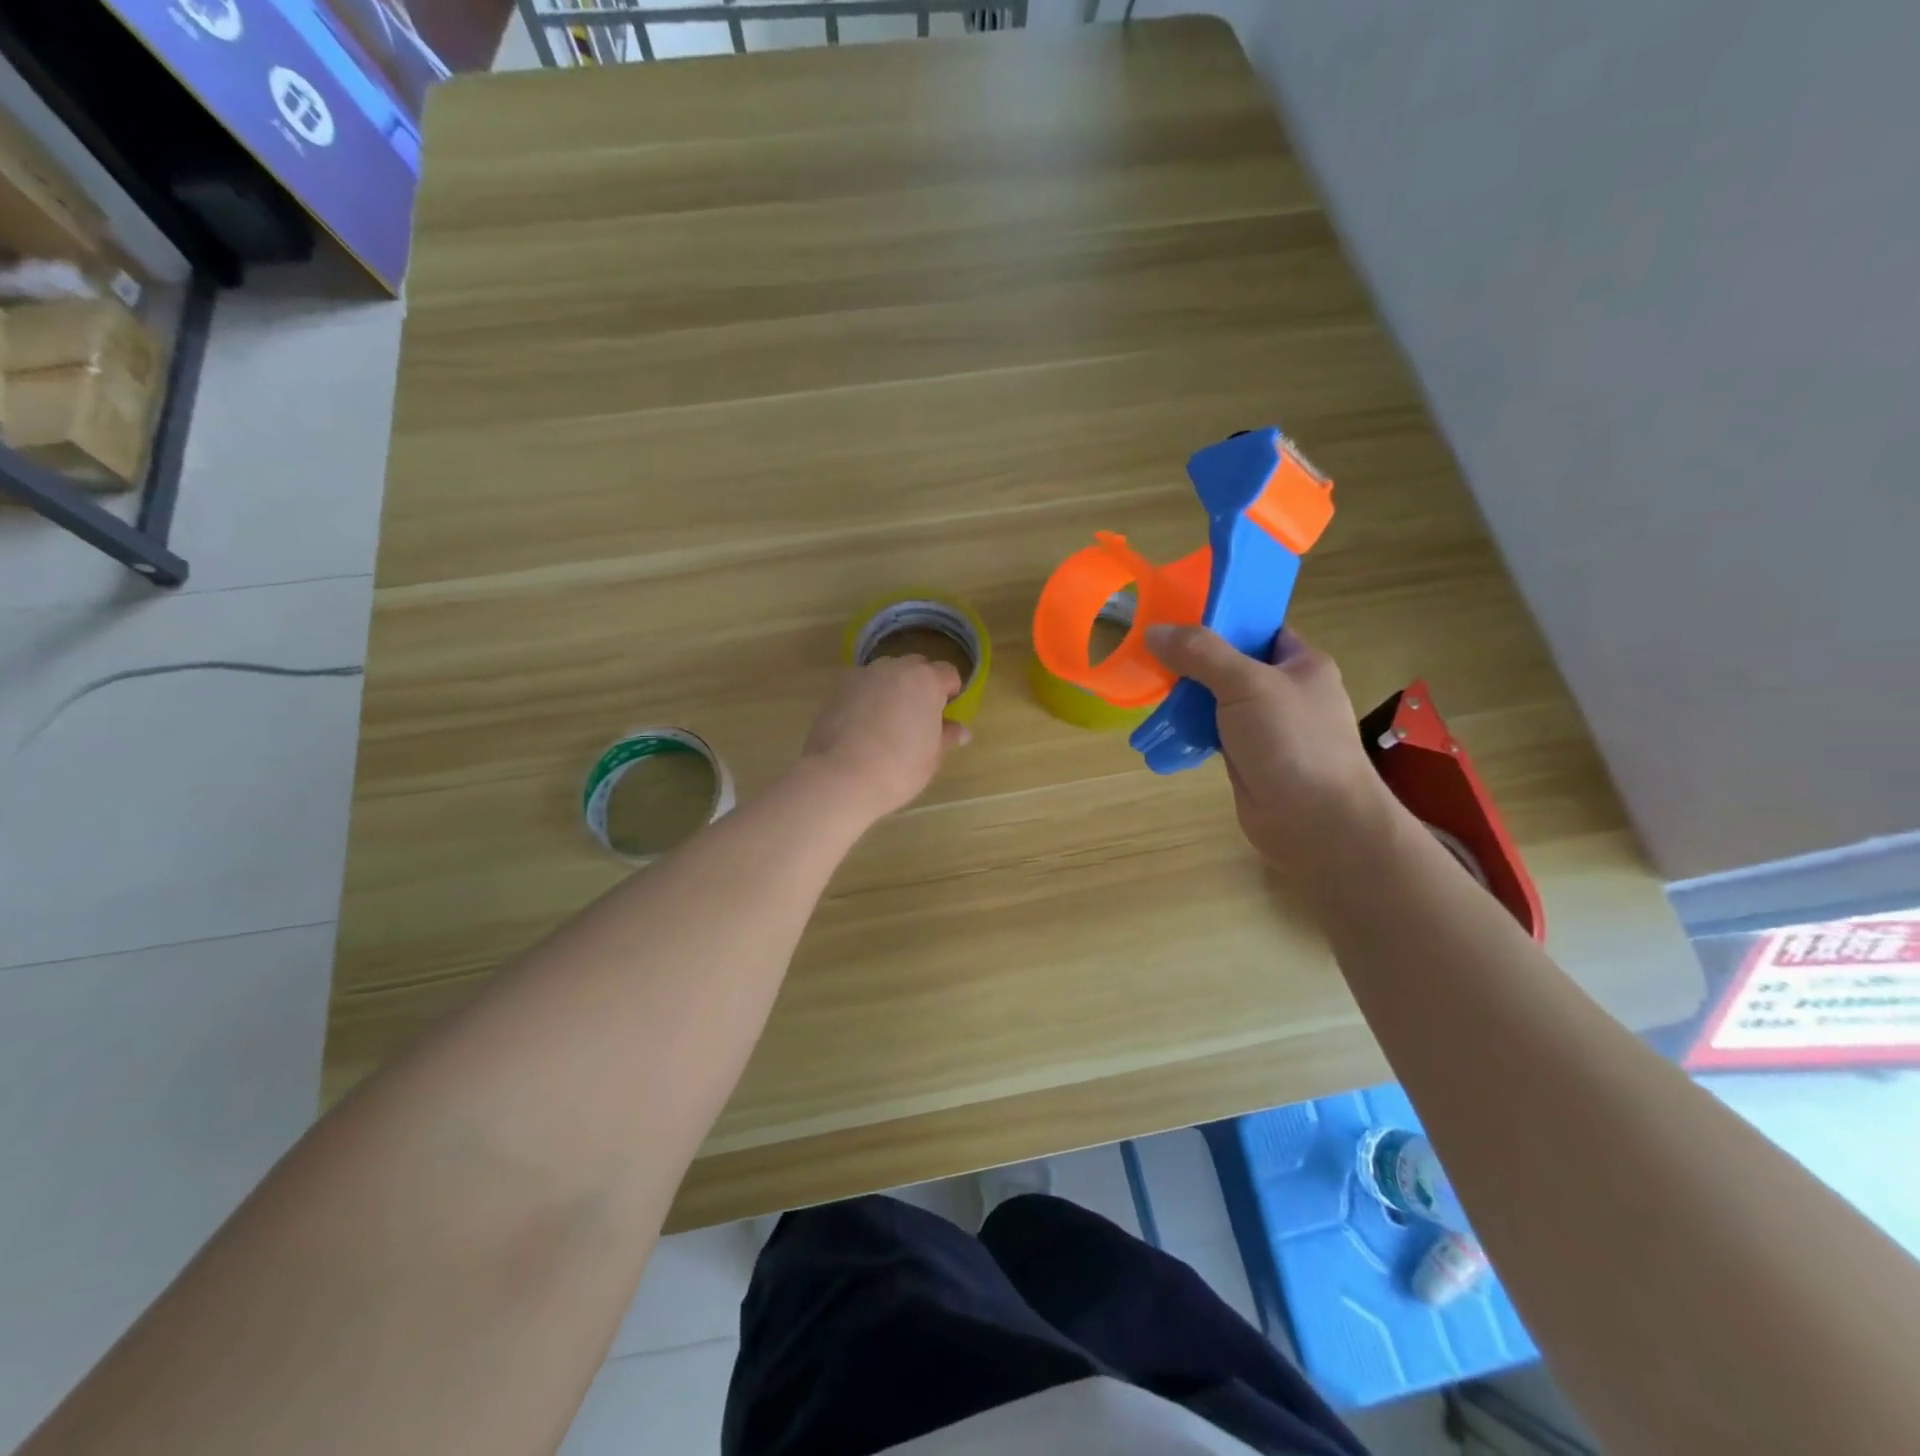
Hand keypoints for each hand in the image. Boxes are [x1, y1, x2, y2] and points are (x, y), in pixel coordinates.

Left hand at [798, 655, 968, 820]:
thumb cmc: (898, 768)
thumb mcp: (932, 756)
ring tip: (887, 719)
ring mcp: (863, 674)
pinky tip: (862, 724)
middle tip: (917, 716)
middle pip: (916, 667)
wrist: (841, 776)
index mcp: (927, 681)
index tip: (944, 713)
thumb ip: (946, 735)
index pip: (948, 673)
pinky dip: (866, 697)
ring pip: (886, 673)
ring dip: (892, 688)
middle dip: (920, 685)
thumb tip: (960, 730)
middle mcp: (896, 668)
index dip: (950, 691)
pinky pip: (861, 685)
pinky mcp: (837, 687)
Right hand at [1144, 624, 1390, 873]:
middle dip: (1192, 659)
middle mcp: (1285, 691)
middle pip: (1231, 663)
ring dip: (1185, 696)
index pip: (1258, 628)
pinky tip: (1159, 727)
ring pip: (1217, 700)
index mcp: (1301, 663)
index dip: (1221, 619)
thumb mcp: (1247, 684)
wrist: (1315, 822)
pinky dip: (1187, 729)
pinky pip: (1211, 732)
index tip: (1176, 615)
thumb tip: (1155, 630)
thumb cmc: (1293, 741)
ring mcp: (1265, 727)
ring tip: (1145, 685)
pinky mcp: (1246, 757)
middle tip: (1149, 652)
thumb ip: (1201, 654)